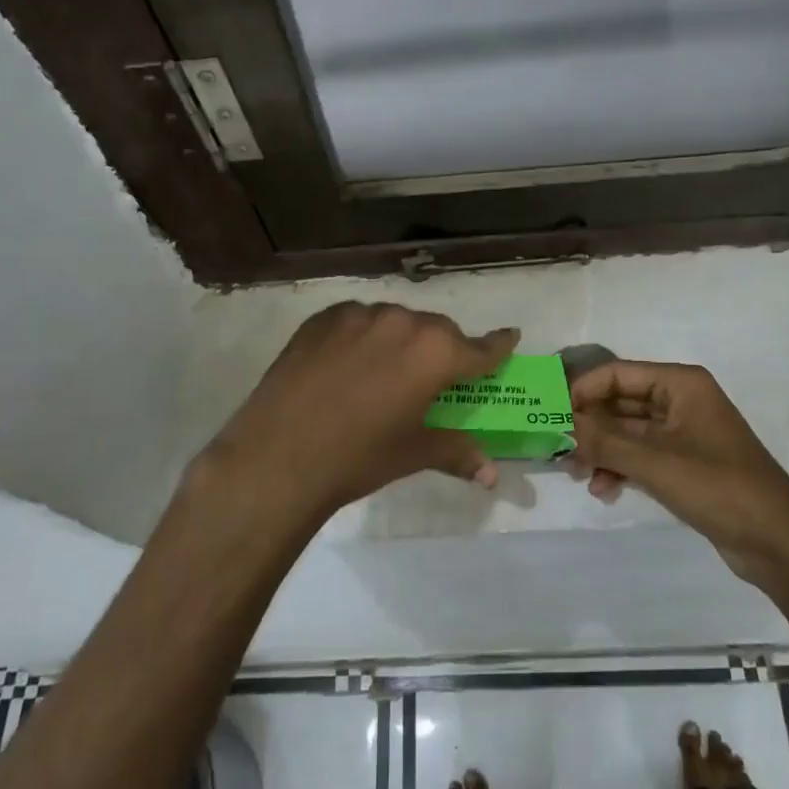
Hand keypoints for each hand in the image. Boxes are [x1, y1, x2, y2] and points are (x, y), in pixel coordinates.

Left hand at [193, 302, 519, 523]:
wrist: (278, 454)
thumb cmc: (358, 457)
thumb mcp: (413, 453)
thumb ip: (457, 452)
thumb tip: (493, 474)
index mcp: (435, 353)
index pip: (480, 347)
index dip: (498, 346)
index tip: (510, 337)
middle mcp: (403, 322)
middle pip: (437, 330)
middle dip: (443, 350)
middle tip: (434, 378)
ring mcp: (360, 314)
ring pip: (396, 321)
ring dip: (401, 340)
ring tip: (385, 372)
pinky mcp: (324, 317)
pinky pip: (358, 320)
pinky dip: (364, 336)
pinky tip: (348, 363)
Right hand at [569, 361, 788, 588]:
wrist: (778, 542)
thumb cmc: (719, 488)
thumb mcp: (655, 463)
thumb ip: (603, 441)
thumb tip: (559, 423)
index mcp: (680, 384)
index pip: (617, 374)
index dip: (582, 391)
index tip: (551, 416)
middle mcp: (680, 400)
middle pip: (619, 402)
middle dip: (589, 425)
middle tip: (558, 449)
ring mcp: (682, 433)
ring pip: (626, 432)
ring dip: (601, 450)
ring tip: (578, 475)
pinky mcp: (683, 463)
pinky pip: (640, 455)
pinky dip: (620, 468)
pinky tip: (604, 490)